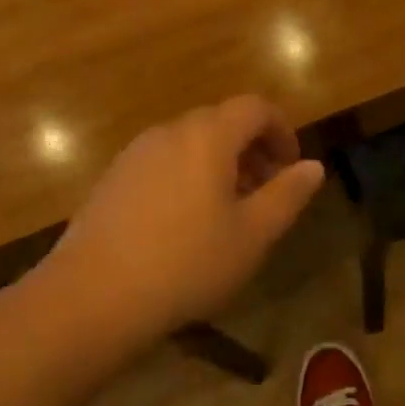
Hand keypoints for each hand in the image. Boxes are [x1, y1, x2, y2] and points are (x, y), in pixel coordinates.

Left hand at [41, 97, 324, 347]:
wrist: (91, 297)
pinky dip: (187, 177)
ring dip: (219, 164)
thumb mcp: (252, 235)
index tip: (291, 166)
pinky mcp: (111, 180)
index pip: (254, 108)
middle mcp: (169, 132)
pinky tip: (184, 225)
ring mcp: (134, 154)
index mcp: (208, 136)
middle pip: (221, 122)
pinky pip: (162, 163)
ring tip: (228, 211)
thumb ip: (287, 195)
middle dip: (252, 149)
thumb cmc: (186, 263)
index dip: (281, 130)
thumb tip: (313, 166)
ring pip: (189, 144)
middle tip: (266, 192)